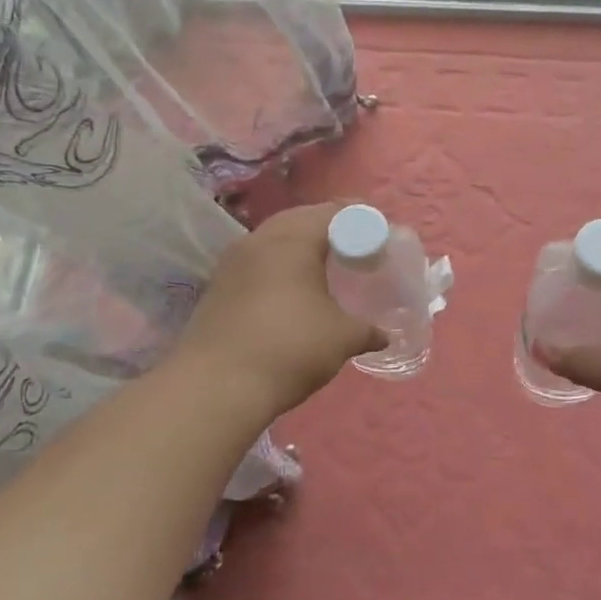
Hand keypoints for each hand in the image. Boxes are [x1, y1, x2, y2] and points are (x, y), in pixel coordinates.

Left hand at [173, 201, 381, 419]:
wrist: (215, 387)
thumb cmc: (289, 348)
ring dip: (300, 248)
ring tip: (325, 269)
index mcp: (293, 239)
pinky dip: (280, 268)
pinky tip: (292, 291)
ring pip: (274, 240)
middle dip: (330, 230)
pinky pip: (258, 263)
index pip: (334, 213)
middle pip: (301, 220)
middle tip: (355, 249)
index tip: (380, 237)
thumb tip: (385, 334)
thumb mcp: (341, 338)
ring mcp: (233, 262)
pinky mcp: (218, 287)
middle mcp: (259, 240)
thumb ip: (367, 329)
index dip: (361, 220)